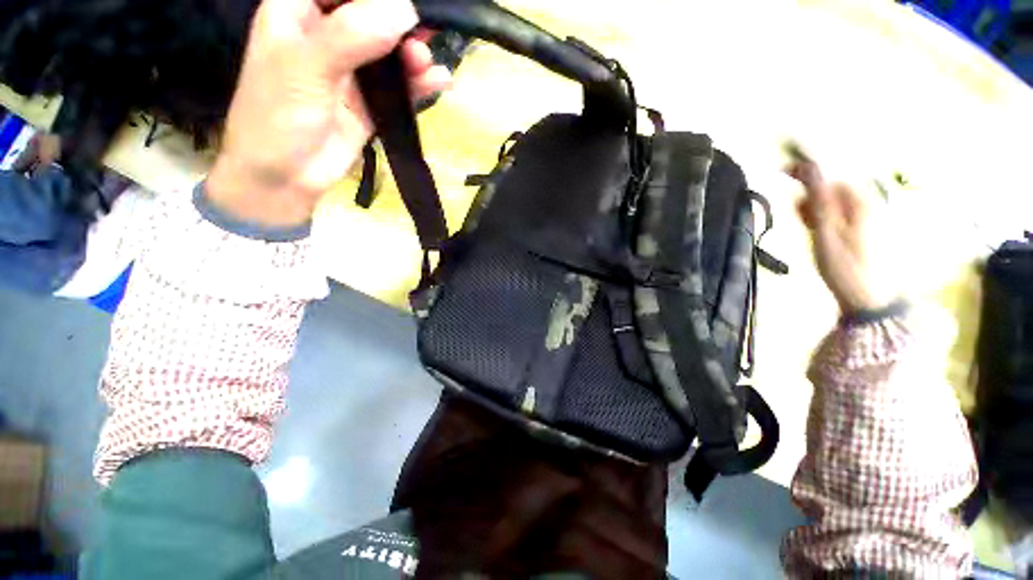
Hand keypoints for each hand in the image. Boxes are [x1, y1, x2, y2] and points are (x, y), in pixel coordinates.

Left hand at [207, 0, 450, 228]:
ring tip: (425, 64)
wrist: (285, 177)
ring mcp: (351, 71)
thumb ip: (352, 35)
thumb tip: (405, 11)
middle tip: (425, 29)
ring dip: (412, 54)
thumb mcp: (306, 66)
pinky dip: (418, 84)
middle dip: (400, 19)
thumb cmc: (277, 116)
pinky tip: (438, 81)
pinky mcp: (370, 102)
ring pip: (390, 51)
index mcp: (299, 11)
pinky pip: (399, 87)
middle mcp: (328, 35)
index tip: (405, 4)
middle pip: (372, 14)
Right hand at [787, 160, 899, 314]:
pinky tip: (821, 234)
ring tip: (809, 229)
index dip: (806, 170)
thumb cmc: (846, 266)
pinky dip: (826, 219)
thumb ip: (818, 199)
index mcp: (861, 200)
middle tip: (799, 216)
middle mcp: (869, 202)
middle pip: (832, 187)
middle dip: (811, 196)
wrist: (871, 299)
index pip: (830, 173)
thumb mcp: (826, 232)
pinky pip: (841, 214)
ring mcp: (870, 216)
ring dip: (817, 209)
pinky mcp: (868, 229)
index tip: (781, 171)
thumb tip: (808, 167)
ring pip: (835, 201)